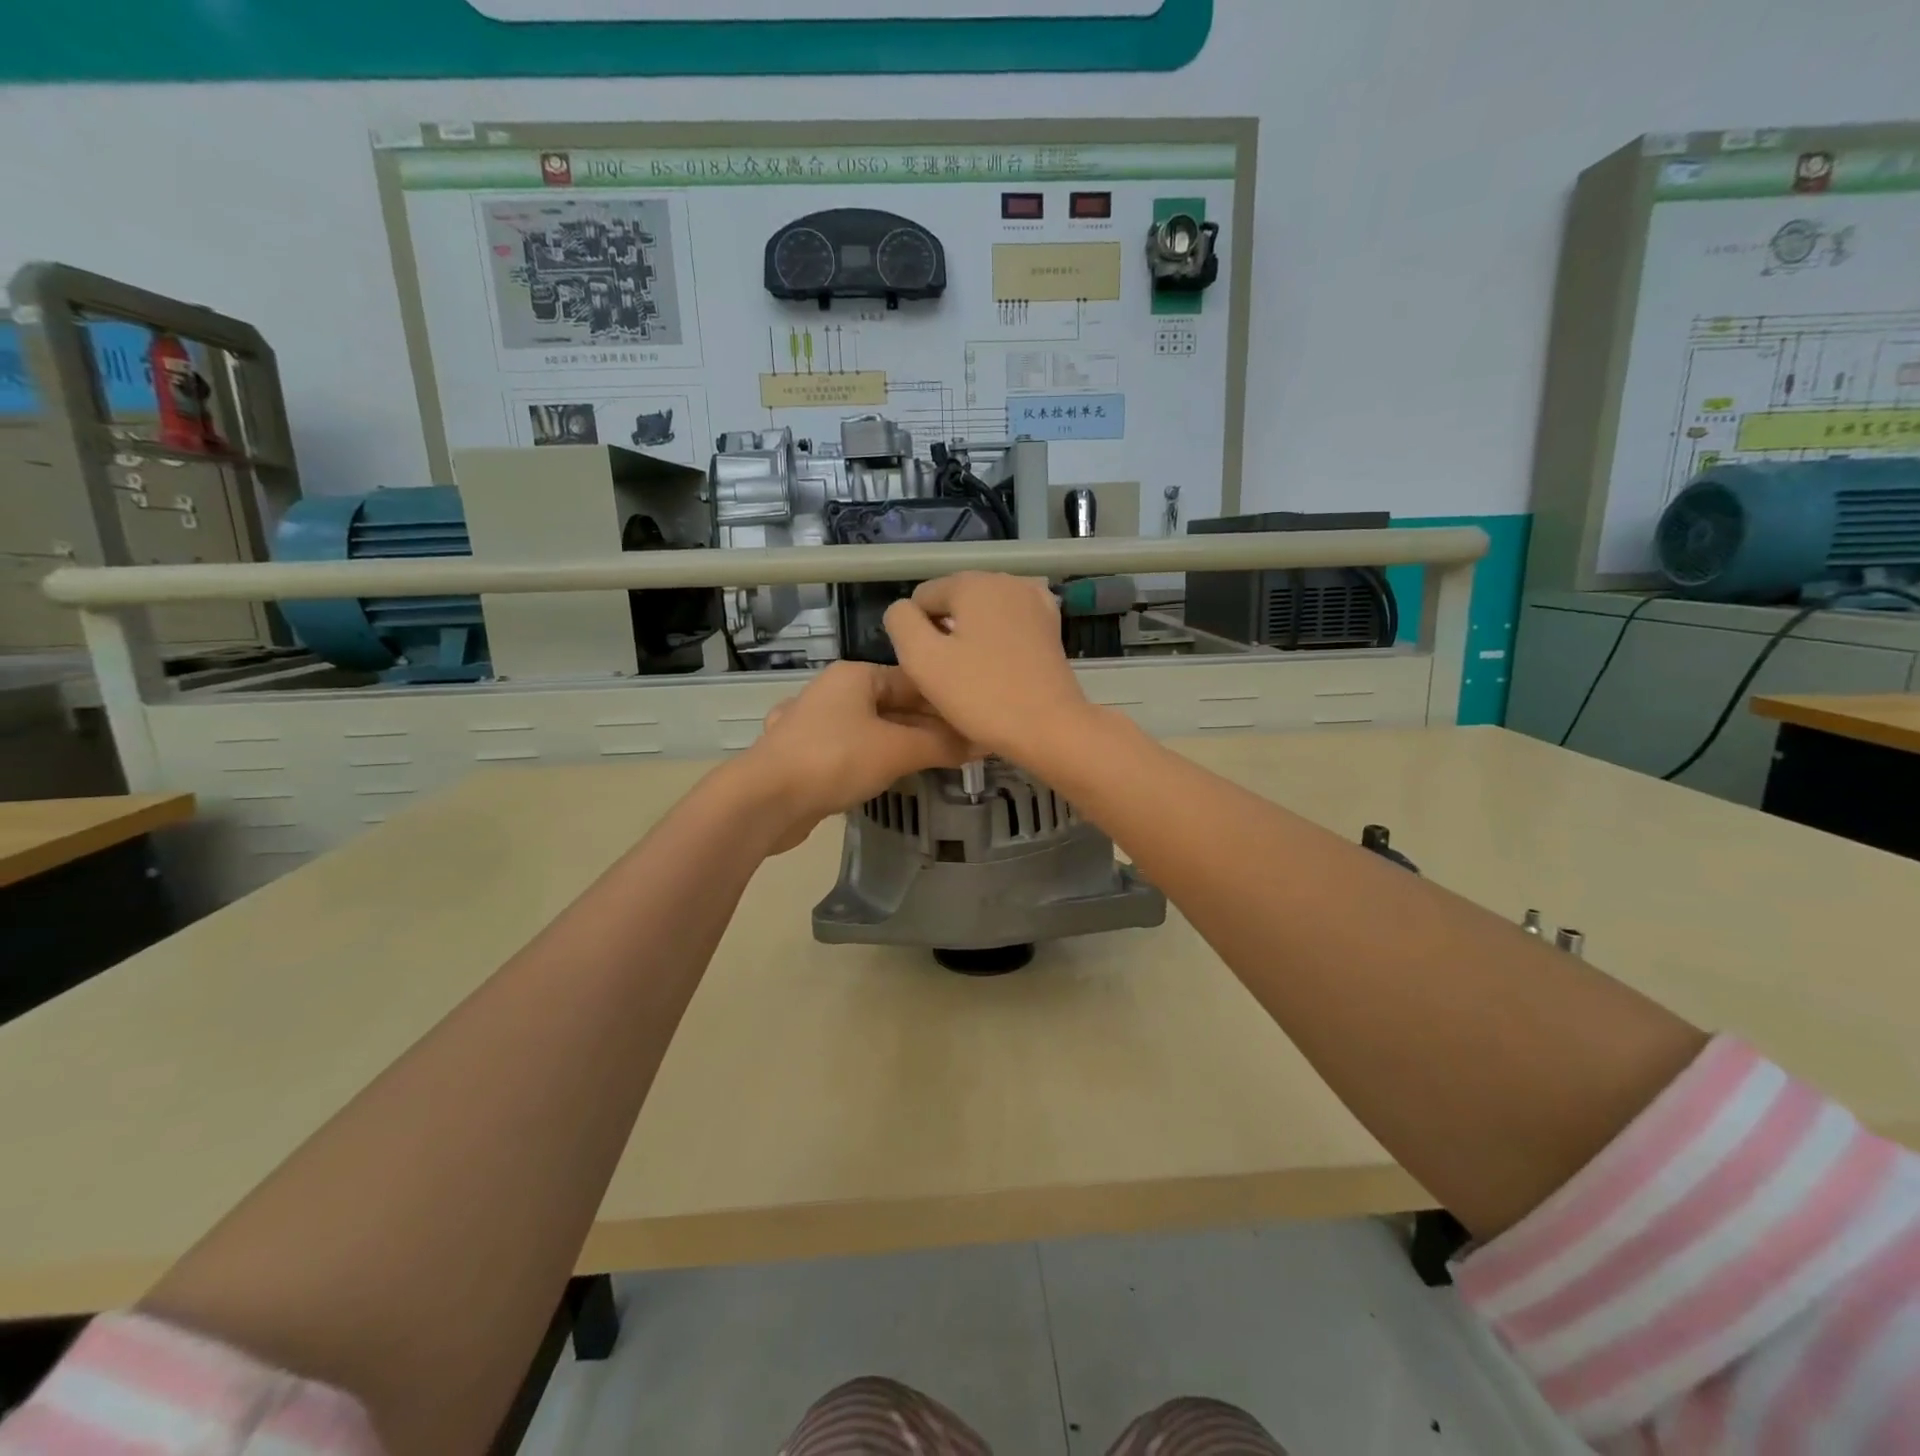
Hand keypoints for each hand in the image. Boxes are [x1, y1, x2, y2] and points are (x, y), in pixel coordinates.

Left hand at [739, 660, 973, 851]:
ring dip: (904, 744)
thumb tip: (984, 742)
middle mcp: (835, 692)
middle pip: (895, 704)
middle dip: (928, 726)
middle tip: (966, 748)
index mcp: (856, 675)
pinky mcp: (806, 755)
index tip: (978, 722)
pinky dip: (875, 759)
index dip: (949, 701)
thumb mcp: (898, 750)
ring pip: (873, 729)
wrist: (765, 800)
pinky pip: (852, 750)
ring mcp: (816, 723)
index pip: (915, 680)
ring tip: (938, 762)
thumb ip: (942, 745)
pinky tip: (889, 775)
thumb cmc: (835, 760)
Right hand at [882, 572, 1094, 764]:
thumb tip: (903, 610)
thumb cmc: (982, 695)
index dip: (916, 634)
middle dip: (946, 633)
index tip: (932, 668)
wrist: (1050, 728)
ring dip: (971, 638)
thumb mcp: (922, 659)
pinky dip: (998, 640)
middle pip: (954, 602)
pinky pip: (1008, 625)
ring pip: (981, 614)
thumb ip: (901, 622)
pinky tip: (1001, 667)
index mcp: (973, 582)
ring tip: (977, 676)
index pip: (922, 597)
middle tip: (953, 677)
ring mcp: (1034, 600)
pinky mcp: (1050, 625)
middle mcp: (1006, 579)